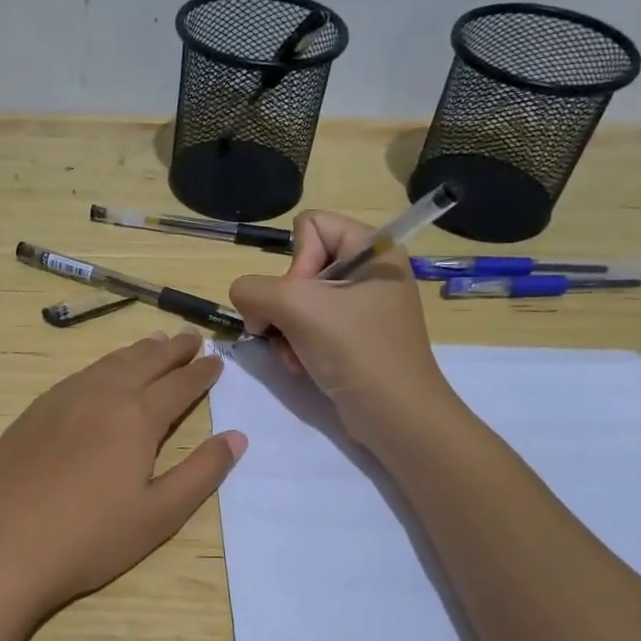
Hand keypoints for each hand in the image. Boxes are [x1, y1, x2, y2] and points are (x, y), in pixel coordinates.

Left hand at [0, 331, 245, 625]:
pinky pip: (78, 376)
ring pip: (107, 364)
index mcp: (136, 417)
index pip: (178, 385)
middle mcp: (100, 395)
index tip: (217, 360)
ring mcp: (61, 400)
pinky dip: (101, 366)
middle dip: (171, 350)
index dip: (201, 373)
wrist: (3, 546)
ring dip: (136, 351)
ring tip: (154, 342)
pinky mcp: (33, 413)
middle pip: (143, 362)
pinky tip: (100, 375)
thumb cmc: (91, 537)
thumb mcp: (160, 514)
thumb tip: (237, 436)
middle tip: (191, 338)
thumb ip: (202, 472)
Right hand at [229, 211, 451, 445]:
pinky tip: (302, 365)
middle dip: (284, 304)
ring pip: (295, 301)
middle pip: (298, 267)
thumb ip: (253, 289)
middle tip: (291, 331)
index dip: (296, 261)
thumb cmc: (355, 349)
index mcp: (373, 248)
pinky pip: (306, 326)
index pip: (310, 226)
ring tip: (295, 355)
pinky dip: (296, 346)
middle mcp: (368, 271)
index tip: (304, 298)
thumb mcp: (296, 307)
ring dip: (285, 330)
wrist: (394, 415)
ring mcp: (360, 307)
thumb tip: (246, 301)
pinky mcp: (351, 337)